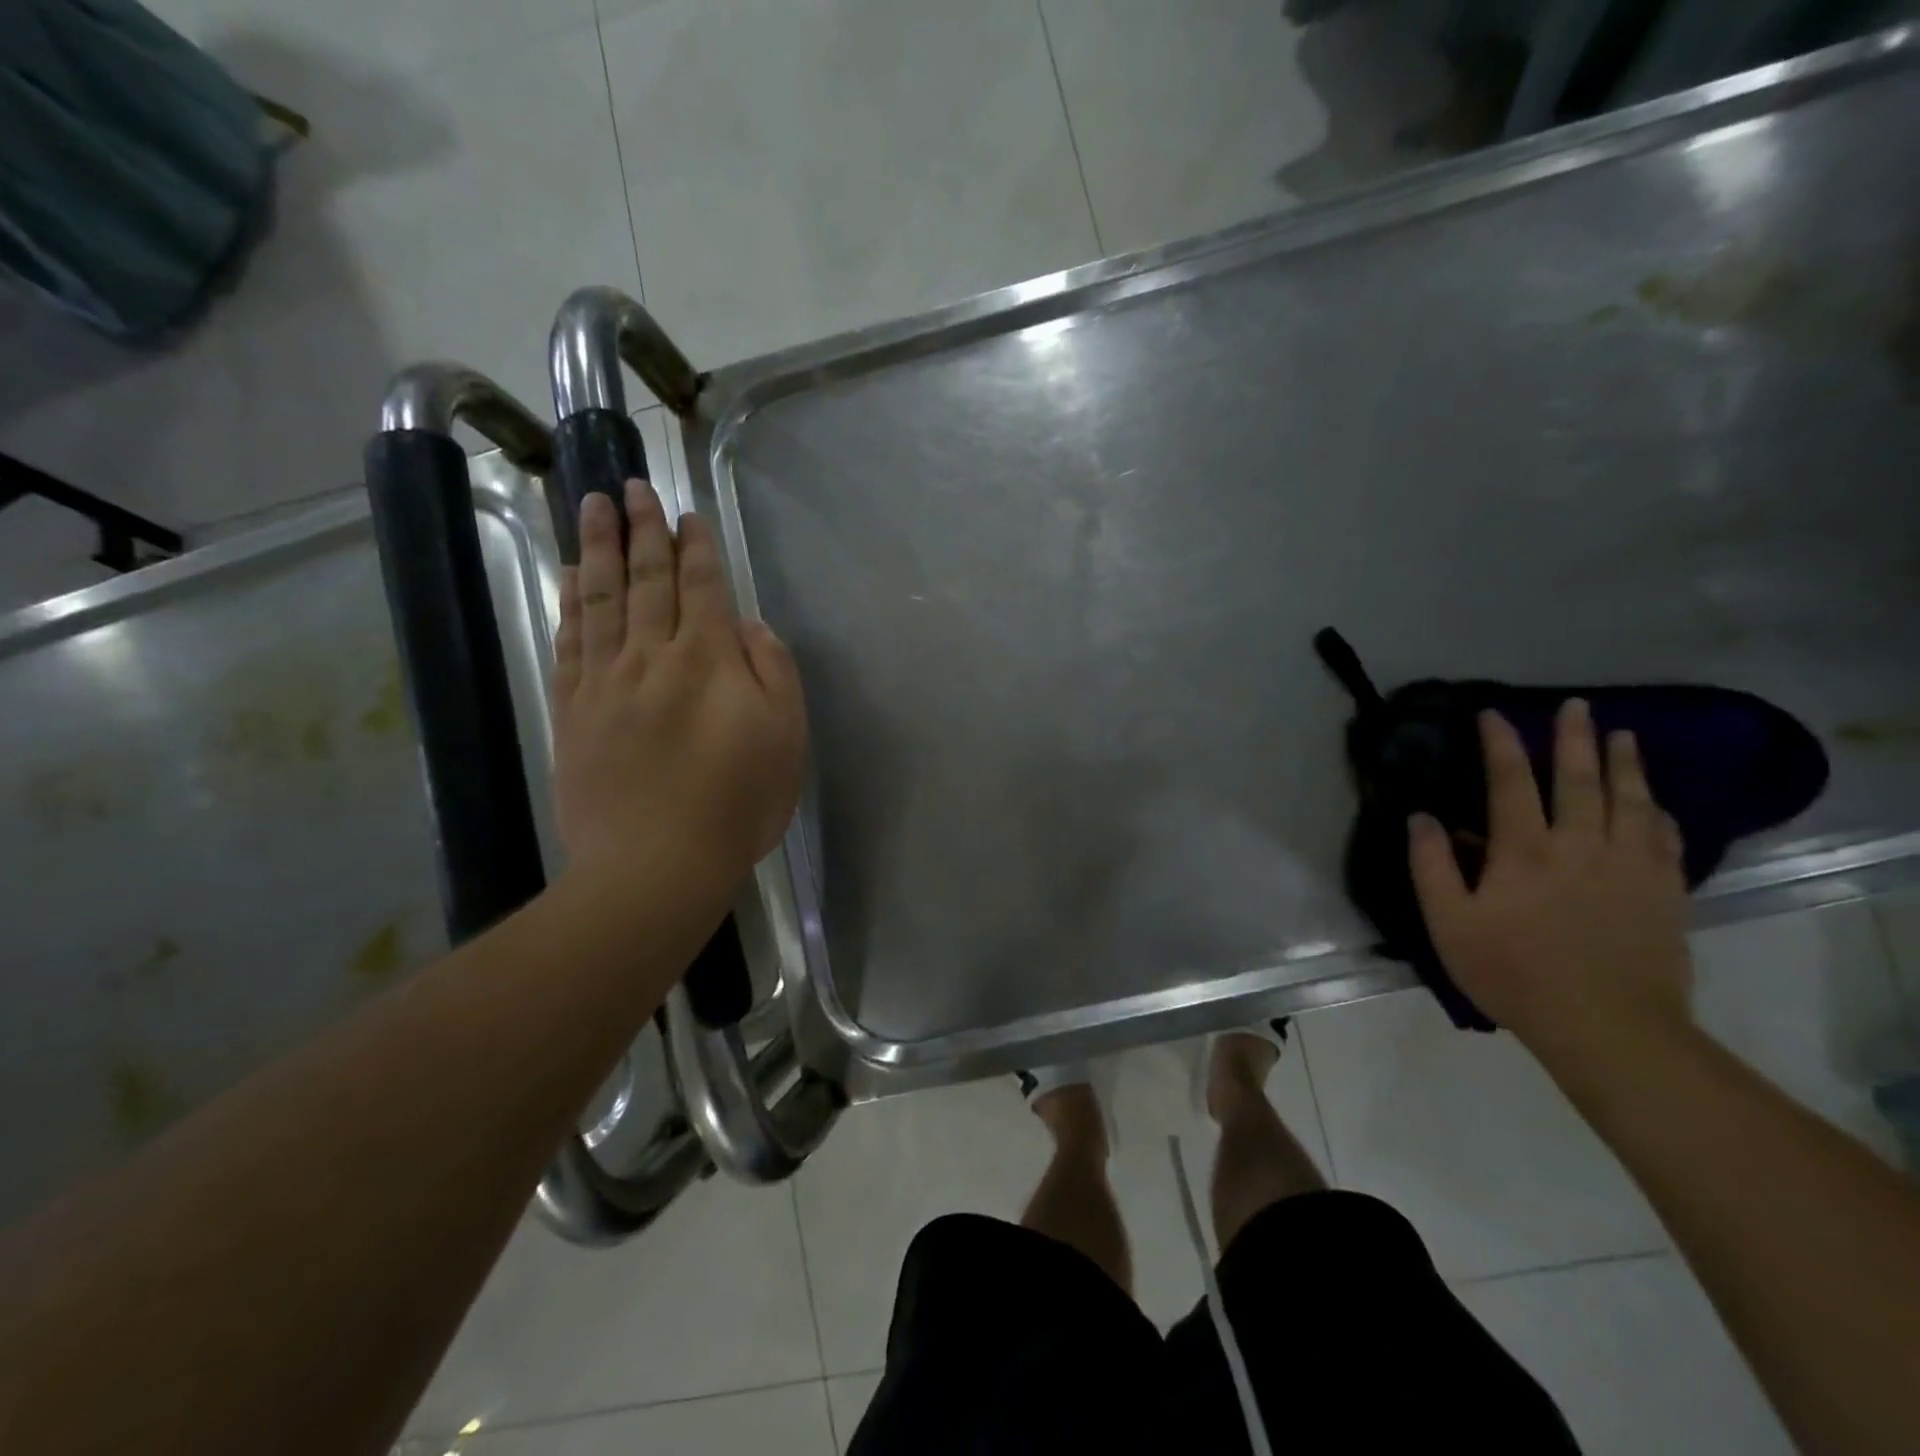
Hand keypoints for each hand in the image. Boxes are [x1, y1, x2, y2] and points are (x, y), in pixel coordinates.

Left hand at [552, 481, 806, 903]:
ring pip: (601, 599)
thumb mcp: (786, 738)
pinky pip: (570, 641)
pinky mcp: (573, 711)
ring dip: (599, 548)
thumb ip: (773, 672)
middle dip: (642, 529)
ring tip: (592, 506)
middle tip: (630, 486)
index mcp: (707, 660)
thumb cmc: (736, 804)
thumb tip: (748, 626)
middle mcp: (652, 656)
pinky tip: (572, 577)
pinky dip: (571, 603)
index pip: (700, 587)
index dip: (695, 547)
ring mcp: (605, 681)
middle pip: (646, 580)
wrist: (655, 864)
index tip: (685, 513)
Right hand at [1407, 699, 1692, 1057]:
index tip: (1494, 714)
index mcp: (1524, 851)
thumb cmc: (1513, 973)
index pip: (1510, 782)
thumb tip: (1422, 817)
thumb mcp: (1449, 923)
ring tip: (1624, 736)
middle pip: (1580, 780)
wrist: (1607, 1027)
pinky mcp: (1664, 894)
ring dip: (1626, 764)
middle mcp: (1580, 846)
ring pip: (1631, 802)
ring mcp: (1629, 868)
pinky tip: (1656, 804)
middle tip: (1577, 706)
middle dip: (1576, 738)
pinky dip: (1659, 814)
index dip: (1501, 744)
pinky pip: (1666, 841)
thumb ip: (1432, 866)